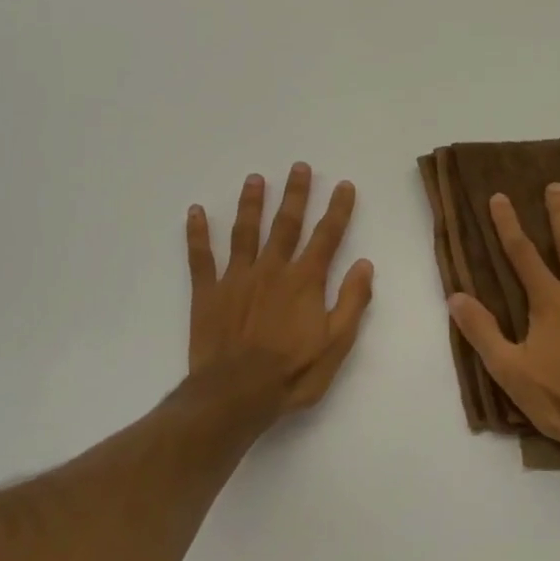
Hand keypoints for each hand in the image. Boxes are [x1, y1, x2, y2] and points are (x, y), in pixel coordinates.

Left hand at [186, 163, 375, 416]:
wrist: (236, 394)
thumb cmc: (292, 374)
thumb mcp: (336, 344)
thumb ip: (352, 302)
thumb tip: (364, 264)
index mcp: (305, 281)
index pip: (327, 236)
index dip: (338, 210)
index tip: (344, 185)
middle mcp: (272, 269)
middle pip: (286, 224)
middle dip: (296, 194)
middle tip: (299, 167)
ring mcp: (237, 278)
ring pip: (245, 231)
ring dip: (251, 203)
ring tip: (255, 178)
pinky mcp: (208, 292)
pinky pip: (201, 257)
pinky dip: (197, 233)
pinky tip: (195, 212)